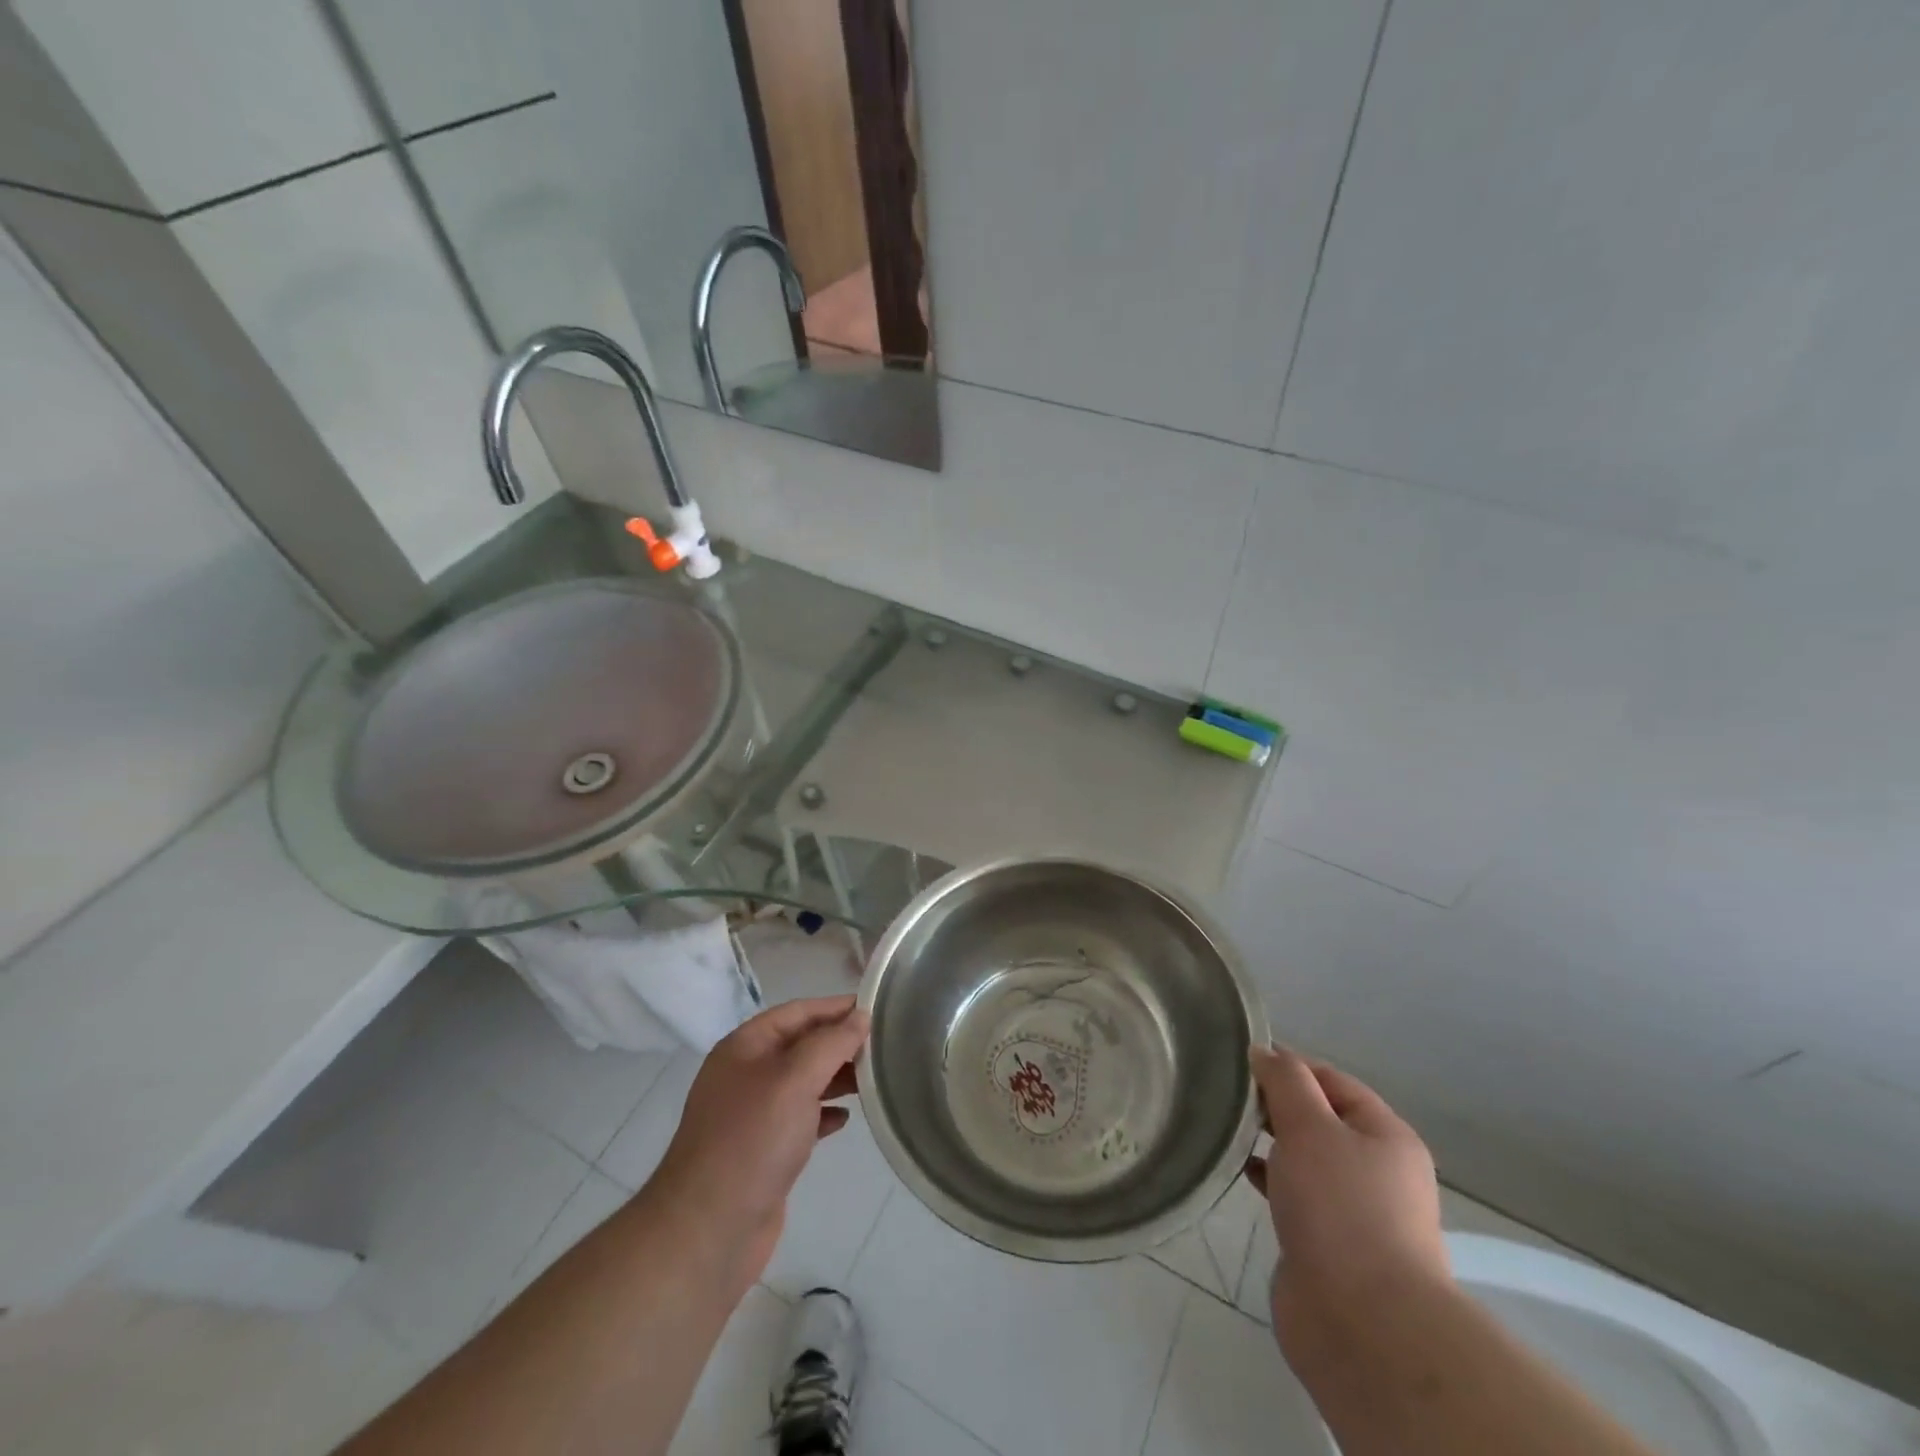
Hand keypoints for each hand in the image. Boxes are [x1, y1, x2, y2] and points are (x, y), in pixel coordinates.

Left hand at [652, 995, 868, 1283]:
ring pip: (803, 1082)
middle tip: (883, 1046)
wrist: (709, 1230)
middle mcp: (746, 1075)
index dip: (835, 1007)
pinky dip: (823, 1114)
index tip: (877, 1008)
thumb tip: (860, 1016)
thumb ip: (831, 1042)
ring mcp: (753, 1115)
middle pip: (801, 1045)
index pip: (798, 1012)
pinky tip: (845, 1119)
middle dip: (839, 1043)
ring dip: (836, 1078)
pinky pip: (800, 1119)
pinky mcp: (763, 1151)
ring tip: (872, 1080)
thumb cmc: (752, 1140)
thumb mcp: (795, 1079)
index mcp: (745, 1047)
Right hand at [1243, 1046, 1448, 1357]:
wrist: (1363, 1324)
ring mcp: (1354, 1211)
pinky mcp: (1329, 1245)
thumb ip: (1285, 1082)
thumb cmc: (1341, 1208)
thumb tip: (1264, 1052)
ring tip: (1225, 1126)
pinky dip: (1268, 1177)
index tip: (1241, 1058)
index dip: (1289, 1064)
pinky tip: (1238, 1170)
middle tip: (1227, 1091)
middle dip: (1275, 1103)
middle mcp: (1376, 1170)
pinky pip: (1294, 1194)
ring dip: (1269, 1141)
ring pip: (1304, 1158)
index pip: (1332, 1080)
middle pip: (1319, 1118)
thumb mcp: (1311, 1126)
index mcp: (1386, 1135)